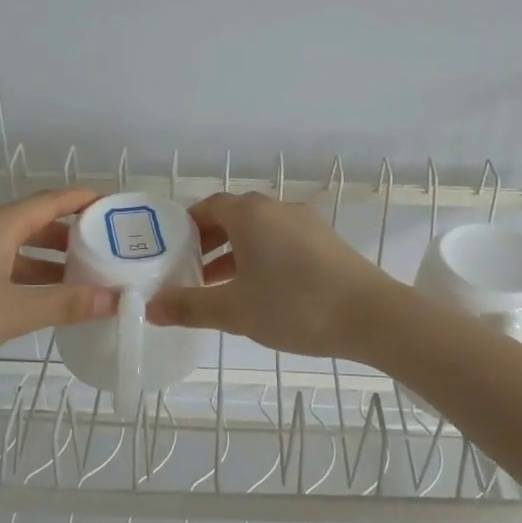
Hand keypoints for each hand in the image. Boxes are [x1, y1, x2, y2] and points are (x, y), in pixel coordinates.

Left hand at [0, 188, 115, 376]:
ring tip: (76, 279)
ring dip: (44, 259)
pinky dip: (20, 273)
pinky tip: (31, 298)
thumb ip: (66, 305)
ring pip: (12, 245)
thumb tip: (116, 300)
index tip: (113, 206)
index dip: (84, 200)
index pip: (51, 200)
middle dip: (69, 235)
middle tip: (103, 250)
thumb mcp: (14, 312)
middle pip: (33, 221)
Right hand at [145, 191, 399, 359]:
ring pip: (261, 232)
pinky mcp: (328, 243)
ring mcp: (308, 224)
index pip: (209, 206)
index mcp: (251, 214)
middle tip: (191, 272)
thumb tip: (149, 307)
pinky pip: (284, 243)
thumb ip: (189, 307)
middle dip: (210, 242)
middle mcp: (278, 209)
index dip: (187, 227)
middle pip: (235, 217)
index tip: (172, 252)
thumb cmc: (295, 305)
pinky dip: (264, 259)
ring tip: (221, 288)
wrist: (372, 316)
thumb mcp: (234, 310)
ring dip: (237, 253)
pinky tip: (263, 292)